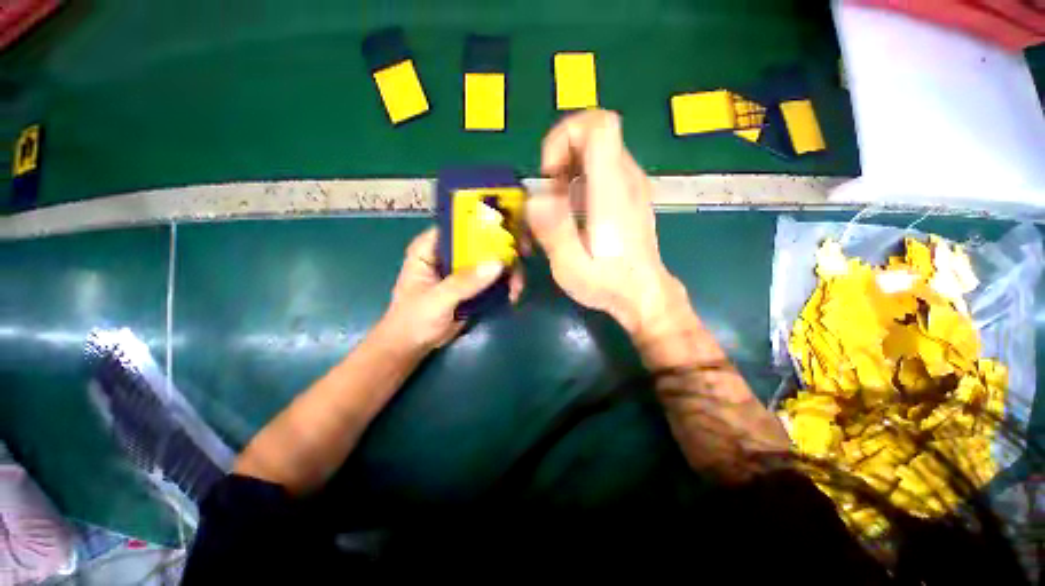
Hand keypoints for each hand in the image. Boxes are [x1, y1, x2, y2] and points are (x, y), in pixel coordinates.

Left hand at [378, 227, 520, 352]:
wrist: (413, 346)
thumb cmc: (414, 319)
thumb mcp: (438, 299)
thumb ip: (465, 282)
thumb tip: (498, 263)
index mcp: (430, 248)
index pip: (458, 226)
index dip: (483, 225)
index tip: (507, 232)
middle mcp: (447, 253)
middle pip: (480, 242)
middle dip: (503, 252)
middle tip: (518, 267)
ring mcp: (461, 269)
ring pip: (490, 260)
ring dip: (507, 271)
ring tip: (517, 289)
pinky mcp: (472, 285)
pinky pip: (492, 277)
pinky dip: (505, 283)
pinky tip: (513, 293)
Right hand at [528, 110, 682, 337]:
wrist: (644, 294)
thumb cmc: (608, 283)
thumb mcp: (572, 267)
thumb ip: (554, 231)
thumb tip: (535, 198)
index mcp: (611, 192)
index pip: (599, 126)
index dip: (566, 135)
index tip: (550, 171)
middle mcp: (626, 178)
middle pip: (596, 131)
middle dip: (562, 153)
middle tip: (550, 192)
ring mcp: (632, 184)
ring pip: (598, 148)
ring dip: (570, 166)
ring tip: (559, 203)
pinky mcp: (631, 194)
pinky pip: (604, 166)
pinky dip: (581, 175)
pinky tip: (574, 208)